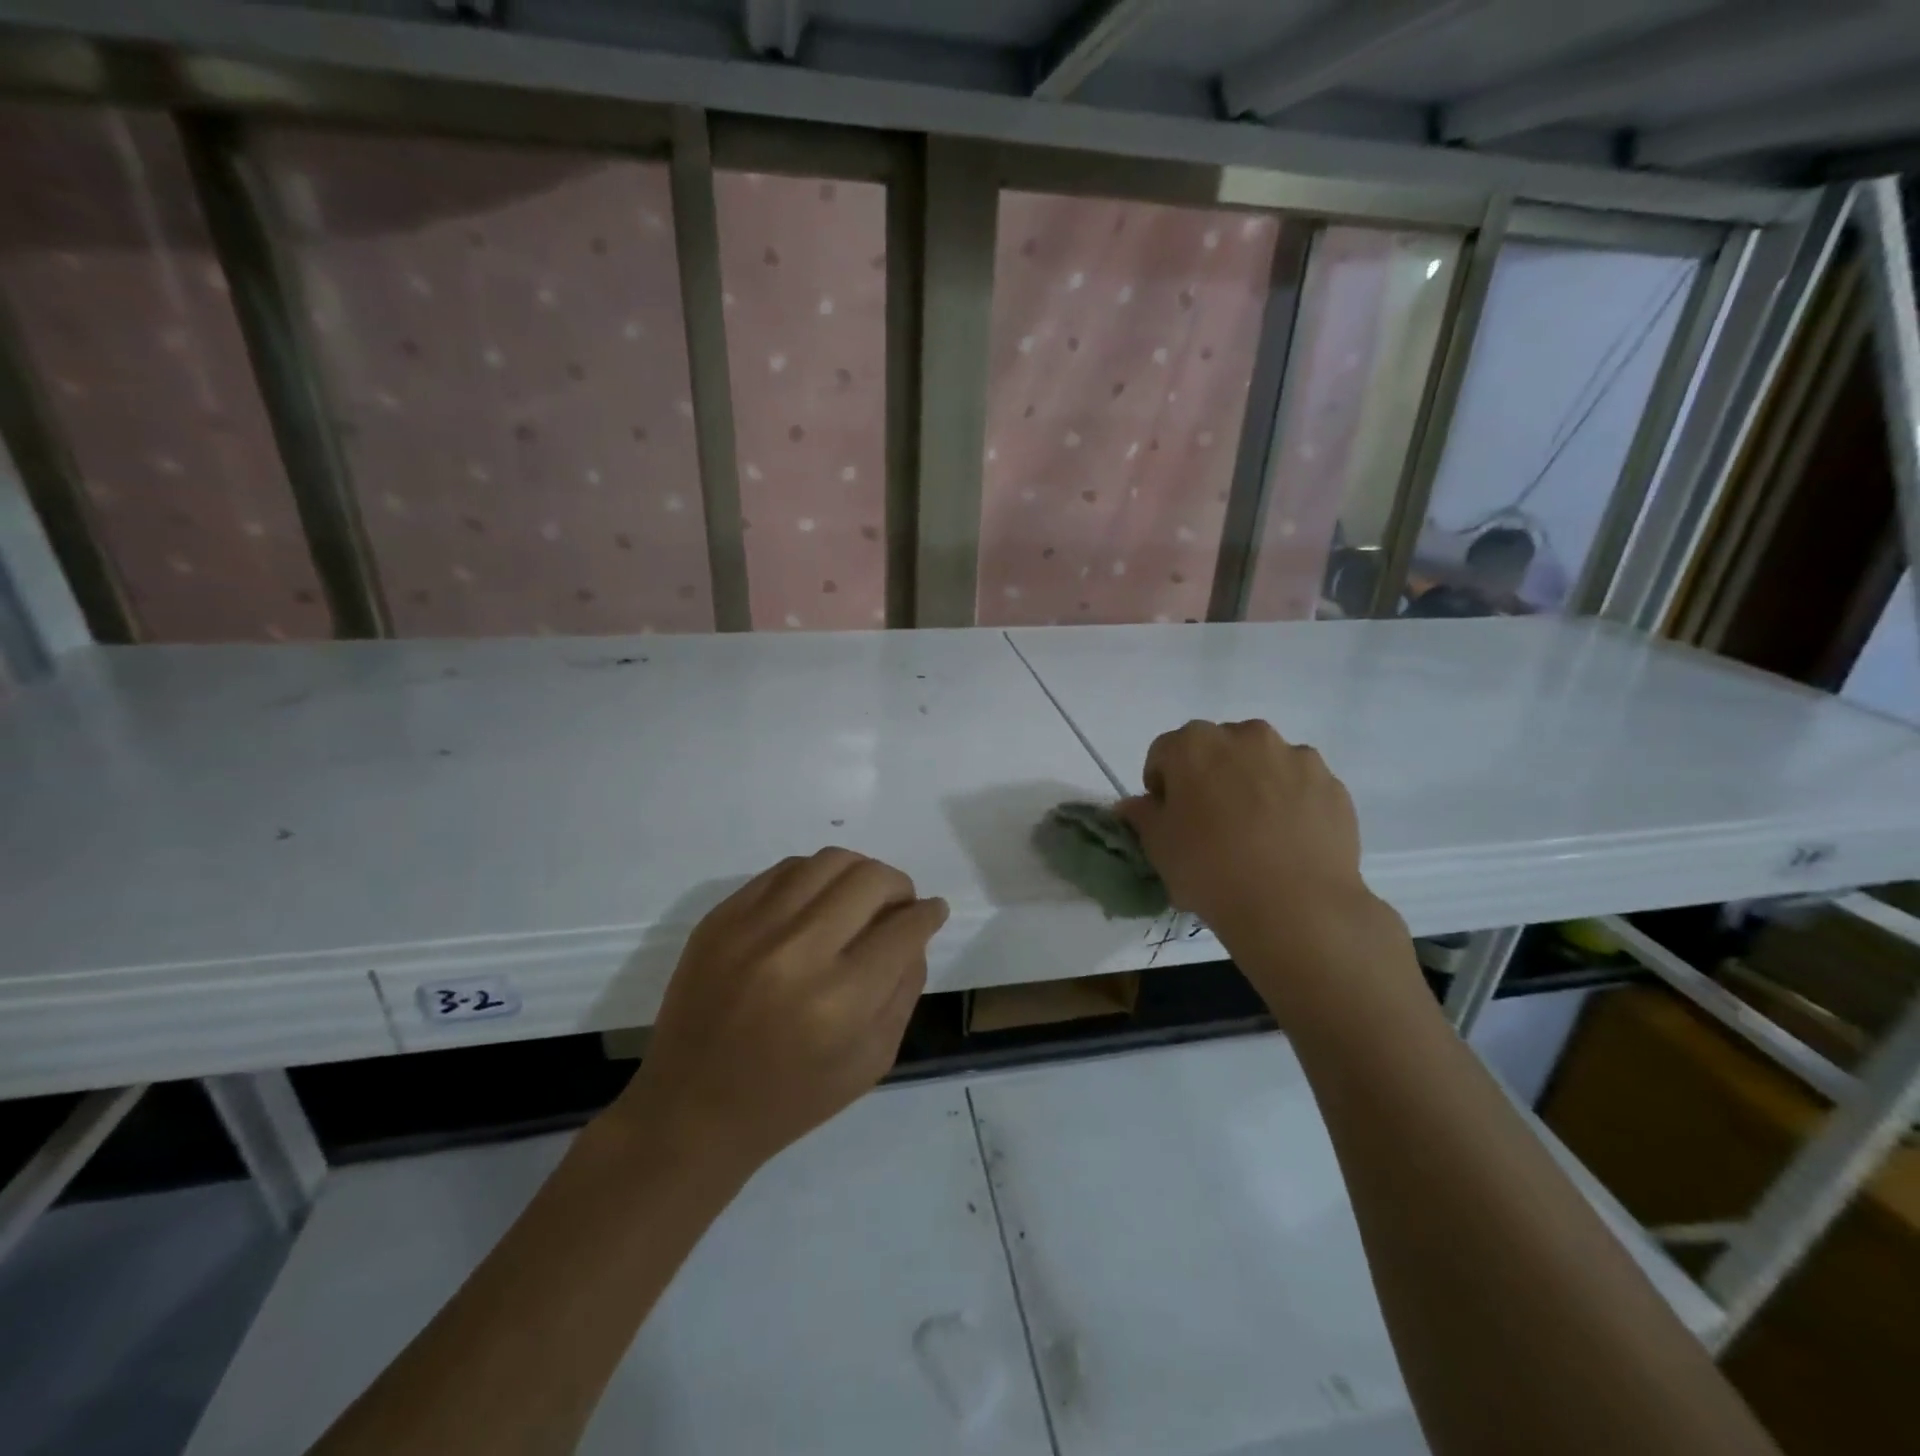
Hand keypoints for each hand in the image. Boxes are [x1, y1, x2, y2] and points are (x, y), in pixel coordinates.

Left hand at [616, 849, 947, 1175]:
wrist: (691, 1110)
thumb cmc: (791, 1099)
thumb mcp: (871, 1060)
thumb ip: (904, 990)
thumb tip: (915, 933)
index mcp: (839, 1001)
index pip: (903, 929)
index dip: (928, 914)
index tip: (933, 912)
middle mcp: (796, 952)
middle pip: (870, 880)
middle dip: (899, 886)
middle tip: (899, 905)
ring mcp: (751, 928)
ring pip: (827, 861)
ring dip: (859, 872)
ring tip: (860, 896)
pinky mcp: (720, 918)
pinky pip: (784, 870)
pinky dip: (814, 877)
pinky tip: (818, 900)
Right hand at [1118, 720, 1409, 1012]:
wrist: (1296, 907)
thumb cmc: (1210, 870)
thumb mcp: (1158, 847)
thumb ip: (1142, 815)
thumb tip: (1134, 805)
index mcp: (1194, 744)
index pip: (1165, 752)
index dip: (1162, 784)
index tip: (1168, 817)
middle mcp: (1245, 736)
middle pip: (1216, 749)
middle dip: (1209, 776)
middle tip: (1211, 822)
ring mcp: (1294, 756)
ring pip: (1261, 762)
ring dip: (1252, 783)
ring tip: (1256, 832)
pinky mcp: (1331, 783)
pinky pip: (1299, 784)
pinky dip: (1290, 801)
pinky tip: (1288, 840)